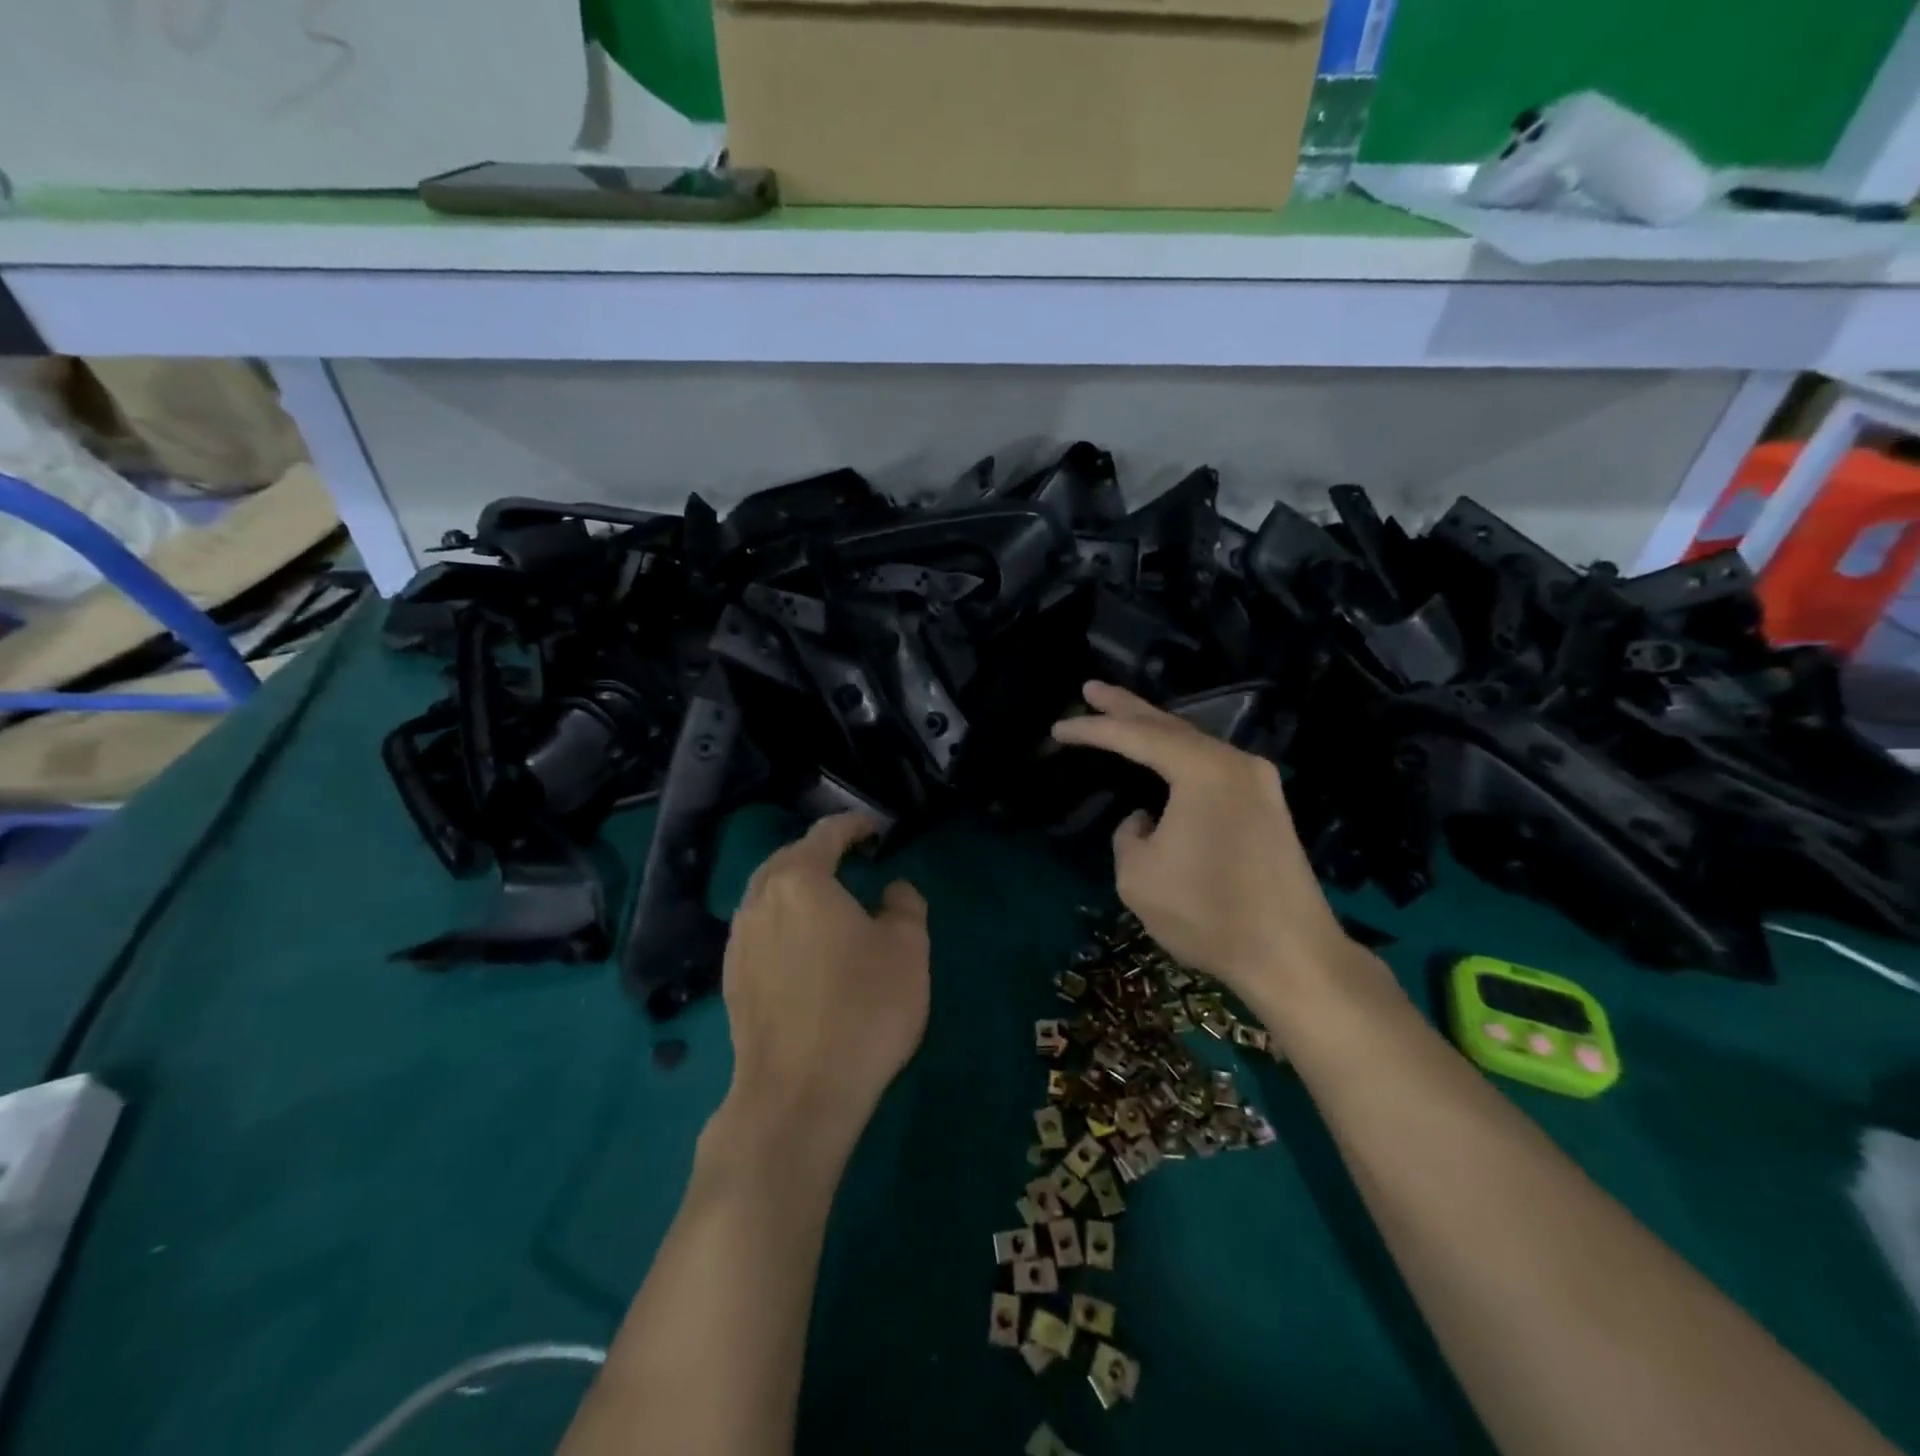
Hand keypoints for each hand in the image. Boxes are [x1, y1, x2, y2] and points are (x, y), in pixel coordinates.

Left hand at [718, 812, 929, 1158]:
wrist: (797, 1095)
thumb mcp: (907, 950)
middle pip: (788, 859)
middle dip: (820, 853)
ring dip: (797, 887)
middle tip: (852, 859)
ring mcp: (739, 941)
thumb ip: (904, 906)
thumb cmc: (862, 1009)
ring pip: (768, 894)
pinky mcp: (732, 979)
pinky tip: (802, 944)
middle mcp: (760, 900)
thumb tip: (892, 891)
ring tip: (827, 899)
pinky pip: (759, 929)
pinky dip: (783, 920)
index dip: (854, 825)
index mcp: (800, 881)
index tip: (875, 830)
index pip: (826, 834)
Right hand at [1051, 681, 1360, 1015]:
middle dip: (1125, 707)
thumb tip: (1146, 820)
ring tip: (1119, 716)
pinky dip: (1179, 757)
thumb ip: (1128, 835)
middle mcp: (1234, 762)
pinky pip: (1211, 766)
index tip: (1057, 729)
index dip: (1092, 730)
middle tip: (1090, 689)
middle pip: (1169, 726)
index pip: (1135, 737)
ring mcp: (1258, 782)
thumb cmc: (1208, 913)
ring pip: (1193, 745)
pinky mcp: (1268, 806)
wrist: (1292, 955)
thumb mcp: (1138, 876)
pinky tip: (1162, 757)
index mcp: (1202, 770)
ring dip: (1154, 732)